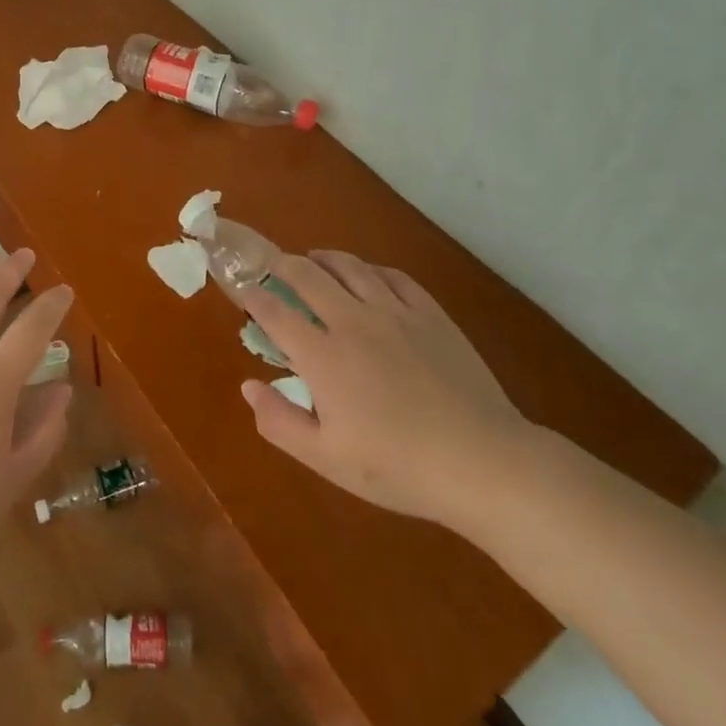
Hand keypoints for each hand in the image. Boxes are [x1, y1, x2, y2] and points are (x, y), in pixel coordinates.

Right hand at [238, 251, 533, 528]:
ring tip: (314, 258)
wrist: (481, 462)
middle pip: (308, 275)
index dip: (254, 297)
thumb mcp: (327, 458)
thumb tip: (248, 386)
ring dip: (324, 258)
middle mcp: (352, 321)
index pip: (275, 312)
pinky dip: (371, 269)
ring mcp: (394, 312)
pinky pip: (393, 276)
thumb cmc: (397, 467)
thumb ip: (280, 421)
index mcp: (322, 356)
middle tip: (274, 265)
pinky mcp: (430, 313)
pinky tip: (368, 275)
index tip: (245, 292)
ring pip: (350, 267)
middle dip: (283, 264)